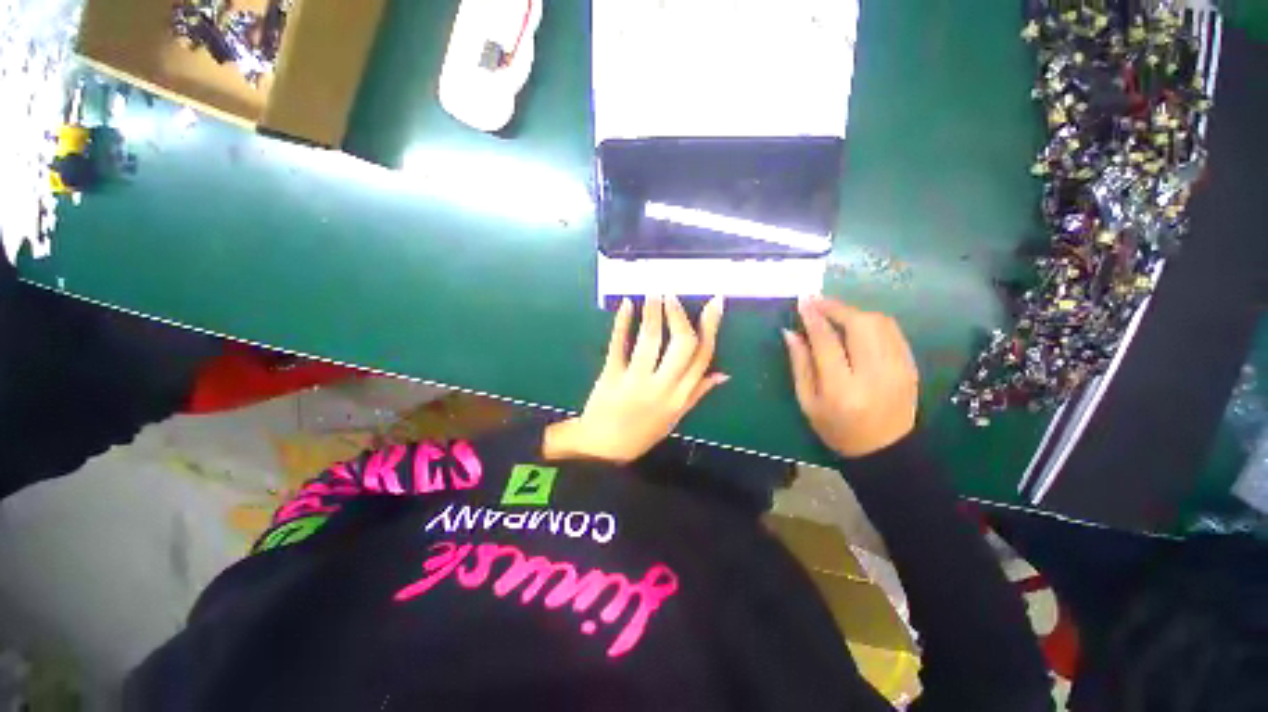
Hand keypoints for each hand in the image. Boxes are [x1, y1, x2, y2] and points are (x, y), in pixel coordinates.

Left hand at [543, 296, 727, 463]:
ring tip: (654, 293)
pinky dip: (622, 322)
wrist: (603, 449)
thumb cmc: (642, 433)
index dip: (711, 327)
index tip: (715, 303)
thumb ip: (697, 393)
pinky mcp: (610, 375)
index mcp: (680, 397)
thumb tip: (722, 374)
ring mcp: (635, 380)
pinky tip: (627, 304)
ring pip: (651, 339)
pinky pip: (618, 344)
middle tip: (672, 295)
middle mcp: (662, 387)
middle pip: (681, 345)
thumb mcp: (675, 417)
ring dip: (654, 312)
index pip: (702, 357)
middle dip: (679, 316)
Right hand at [783, 297, 917, 457]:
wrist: (886, 450)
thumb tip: (790, 332)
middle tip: (817, 301)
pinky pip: (892, 330)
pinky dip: (872, 320)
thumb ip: (799, 365)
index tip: (802, 302)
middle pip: (860, 325)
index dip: (813, 317)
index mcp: (842, 388)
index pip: (827, 341)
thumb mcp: (808, 402)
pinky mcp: (910, 365)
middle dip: (836, 307)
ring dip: (854, 311)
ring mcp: (898, 368)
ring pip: (879, 323)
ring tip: (834, 312)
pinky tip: (856, 323)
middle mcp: (874, 374)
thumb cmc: (837, 429)